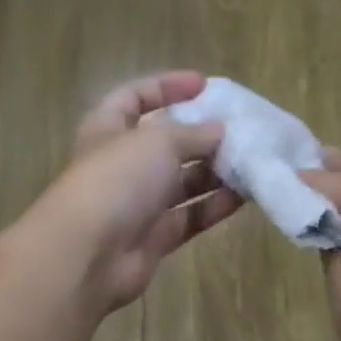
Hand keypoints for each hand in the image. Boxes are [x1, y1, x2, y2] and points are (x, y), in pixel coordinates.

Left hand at [40, 71, 242, 311]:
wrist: (88, 255)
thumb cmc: (116, 181)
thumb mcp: (157, 142)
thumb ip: (192, 133)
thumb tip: (218, 131)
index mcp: (108, 129)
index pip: (135, 98)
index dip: (167, 87)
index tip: (204, 85)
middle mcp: (122, 165)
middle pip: (165, 143)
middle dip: (201, 135)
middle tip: (240, 130)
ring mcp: (138, 204)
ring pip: (182, 183)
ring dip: (215, 172)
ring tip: (251, 161)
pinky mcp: (155, 238)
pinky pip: (190, 216)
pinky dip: (214, 206)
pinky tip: (245, 195)